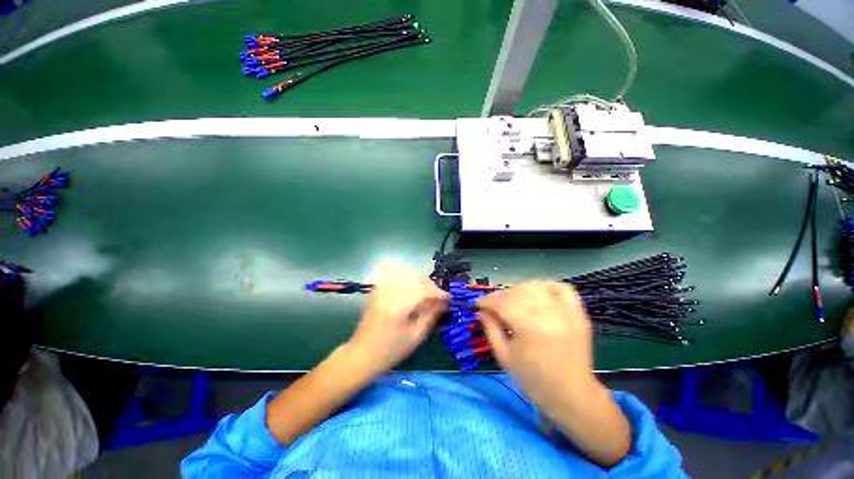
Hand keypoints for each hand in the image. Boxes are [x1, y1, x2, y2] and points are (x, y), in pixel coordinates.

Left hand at [347, 264, 448, 377]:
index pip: (424, 290)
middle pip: (416, 277)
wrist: (362, 354)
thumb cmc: (391, 350)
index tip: (449, 299)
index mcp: (399, 305)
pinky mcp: (378, 289)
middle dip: (431, 285)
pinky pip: (394, 273)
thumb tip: (444, 303)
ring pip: (405, 272)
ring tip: (426, 292)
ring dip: (420, 279)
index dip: (439, 293)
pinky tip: (412, 285)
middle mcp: (390, 291)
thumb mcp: (416, 336)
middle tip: (438, 297)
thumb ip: (431, 316)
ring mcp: (382, 288)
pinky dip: (406, 275)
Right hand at [477, 281, 630, 466]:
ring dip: (518, 290)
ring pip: (535, 287)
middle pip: (516, 292)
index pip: (502, 303)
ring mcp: (566, 311)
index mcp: (530, 327)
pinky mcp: (578, 313)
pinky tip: (537, 292)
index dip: (486, 301)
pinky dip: (546, 286)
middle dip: (499, 296)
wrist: (572, 396)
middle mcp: (549, 313)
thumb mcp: (504, 357)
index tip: (477, 304)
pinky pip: (561, 287)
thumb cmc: (534, 380)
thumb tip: (481, 311)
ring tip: (511, 300)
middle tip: (492, 305)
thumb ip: (490, 329)